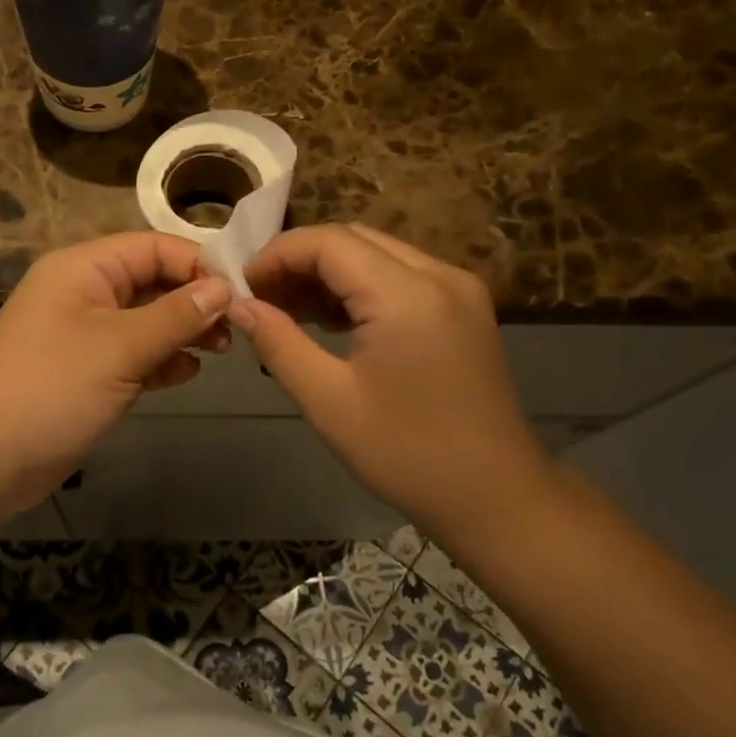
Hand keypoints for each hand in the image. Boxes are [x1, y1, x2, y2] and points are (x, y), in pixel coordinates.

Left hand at [0, 233, 231, 508]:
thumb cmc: (54, 386)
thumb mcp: (121, 346)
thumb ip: (176, 315)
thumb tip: (223, 287)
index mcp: (83, 268)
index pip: (152, 247)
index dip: (197, 264)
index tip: (241, 291)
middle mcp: (83, 292)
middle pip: (151, 282)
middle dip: (193, 300)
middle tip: (235, 327)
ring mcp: (83, 334)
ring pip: (145, 320)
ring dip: (181, 332)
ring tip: (219, 350)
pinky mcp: (86, 372)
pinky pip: (133, 354)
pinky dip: (160, 360)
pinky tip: (187, 372)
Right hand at [233, 224, 551, 539]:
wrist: (497, 498)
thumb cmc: (407, 455)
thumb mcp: (328, 401)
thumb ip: (278, 342)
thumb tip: (238, 305)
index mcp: (407, 295)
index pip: (328, 242)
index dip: (277, 254)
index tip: (243, 287)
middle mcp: (439, 275)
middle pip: (353, 238)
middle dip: (300, 260)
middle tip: (261, 298)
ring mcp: (459, 288)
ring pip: (377, 253)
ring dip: (329, 272)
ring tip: (288, 310)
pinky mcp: (465, 307)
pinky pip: (401, 275)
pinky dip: (360, 286)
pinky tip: (332, 321)